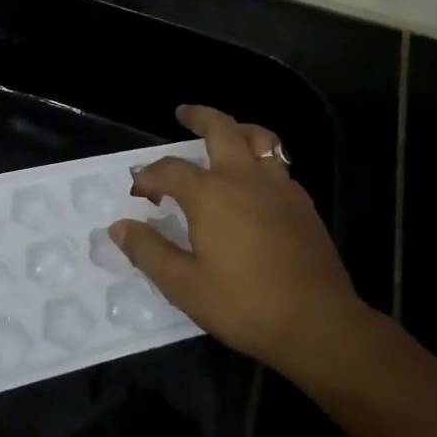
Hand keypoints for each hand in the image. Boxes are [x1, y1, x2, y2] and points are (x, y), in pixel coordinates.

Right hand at [110, 105, 374, 373]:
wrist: (317, 323)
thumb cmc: (244, 305)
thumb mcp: (184, 286)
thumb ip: (149, 251)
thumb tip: (119, 227)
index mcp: (211, 195)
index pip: (171, 170)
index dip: (149, 175)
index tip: (139, 189)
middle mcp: (245, 179)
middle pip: (222, 129)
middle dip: (200, 116)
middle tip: (183, 113)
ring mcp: (280, 187)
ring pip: (260, 139)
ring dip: (237, 130)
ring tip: (226, 134)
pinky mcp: (303, 203)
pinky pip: (278, 166)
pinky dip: (260, 160)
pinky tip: (255, 183)